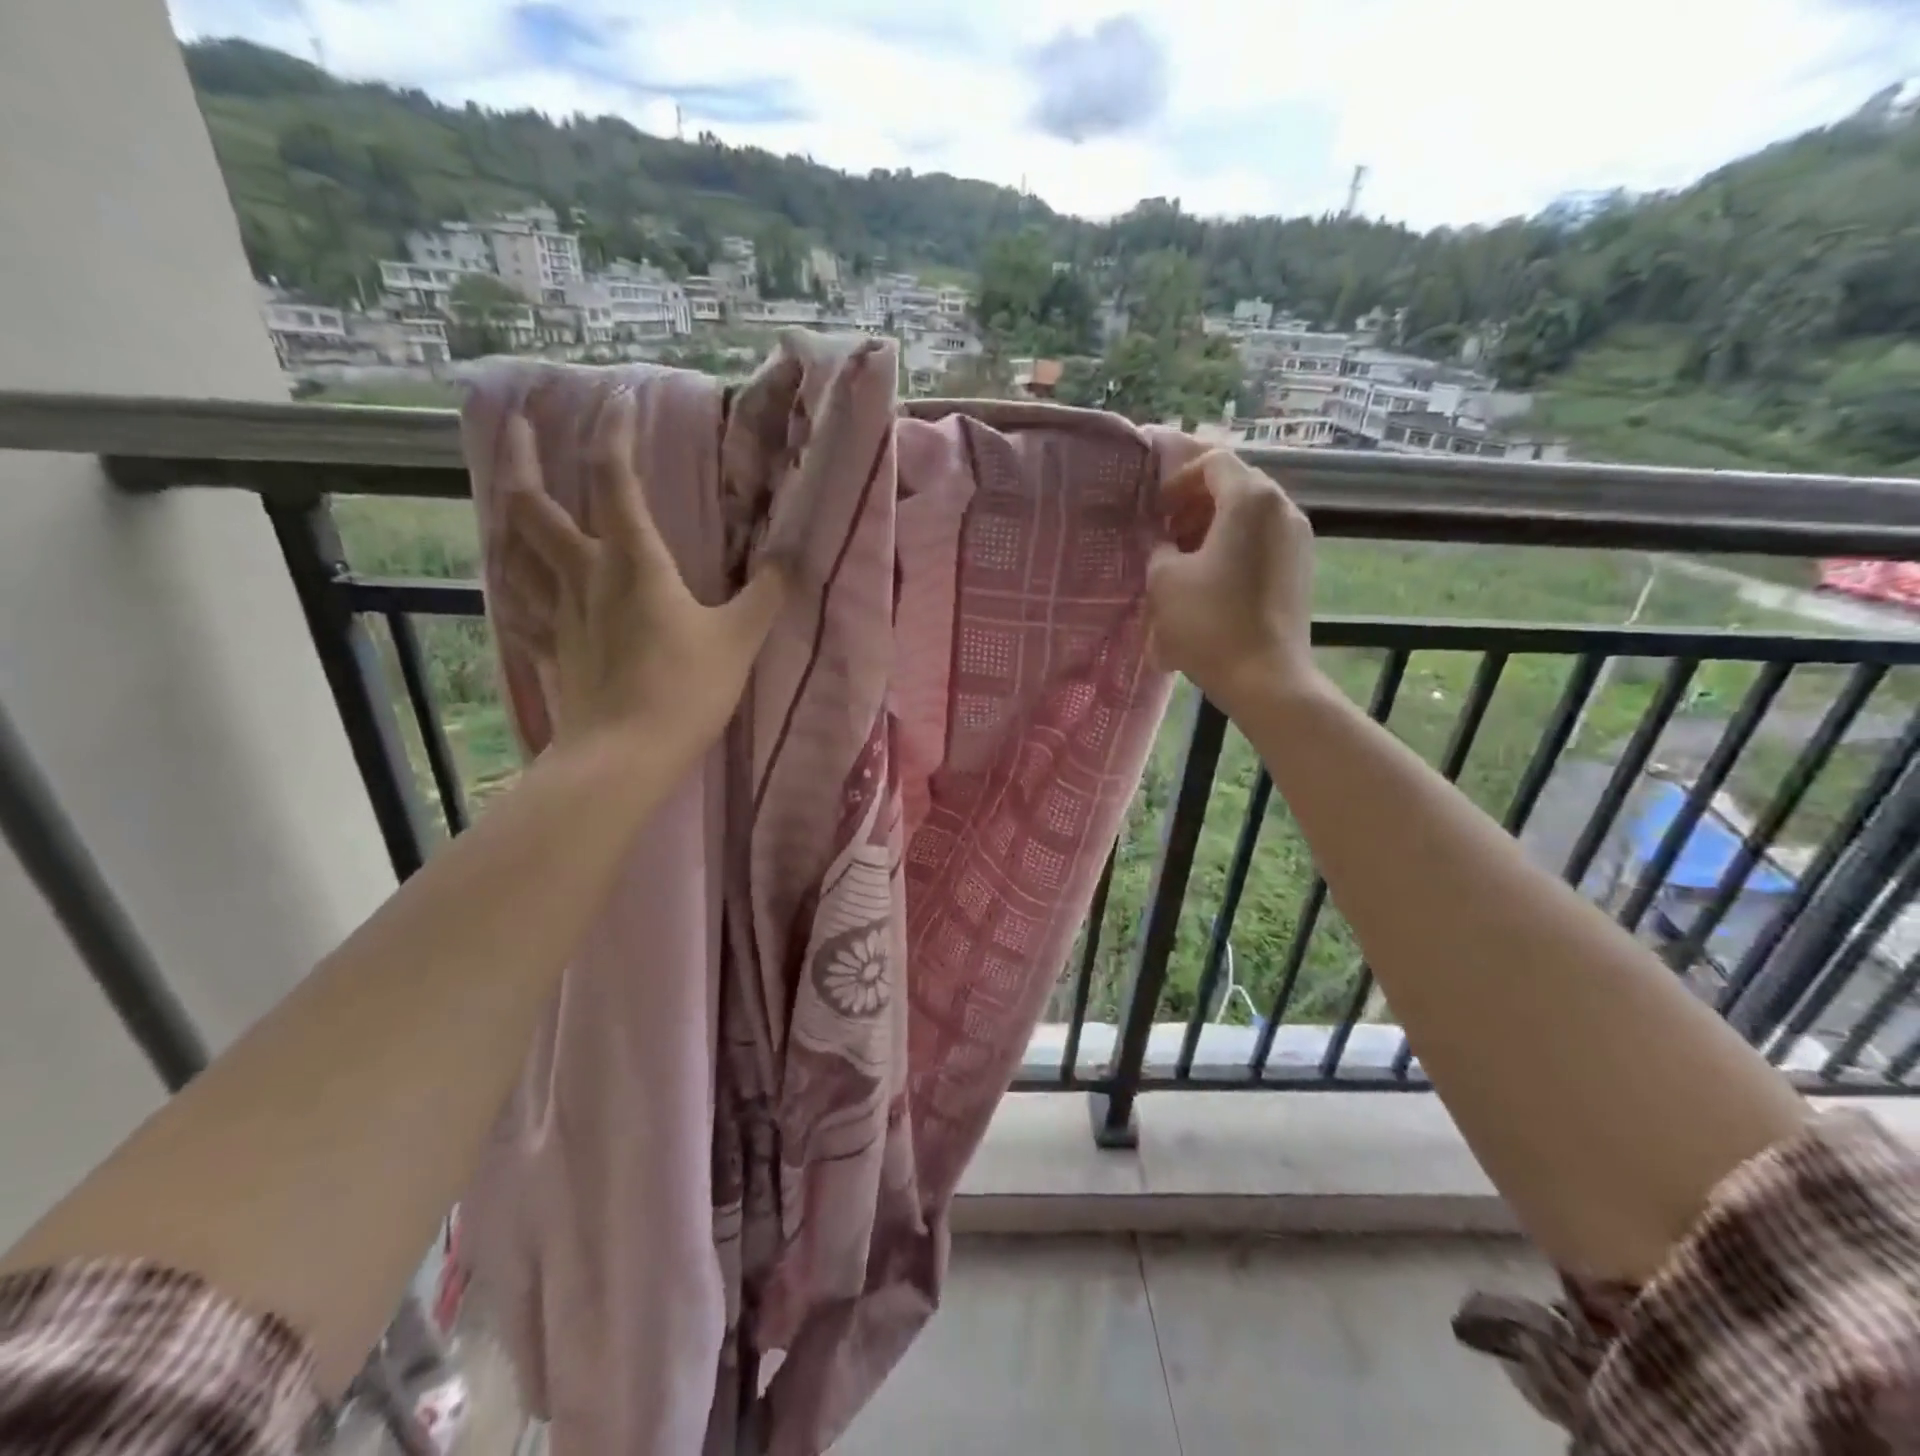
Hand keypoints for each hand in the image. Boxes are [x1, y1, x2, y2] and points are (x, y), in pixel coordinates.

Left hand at [495, 388, 786, 761]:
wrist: (626, 754)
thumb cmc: (685, 690)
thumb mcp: (739, 639)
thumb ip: (765, 595)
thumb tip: (791, 559)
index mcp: (633, 561)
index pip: (614, 477)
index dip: (614, 432)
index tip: (618, 398)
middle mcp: (584, 574)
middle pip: (533, 504)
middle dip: (523, 456)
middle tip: (516, 421)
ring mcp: (558, 612)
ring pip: (514, 548)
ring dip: (507, 511)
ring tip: (511, 493)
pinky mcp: (550, 648)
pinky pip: (520, 603)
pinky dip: (513, 581)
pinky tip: (513, 579)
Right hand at [1146, 449, 1318, 710]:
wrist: (1265, 677)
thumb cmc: (1209, 622)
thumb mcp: (1165, 580)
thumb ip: (1159, 549)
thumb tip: (1167, 546)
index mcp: (1251, 499)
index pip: (1213, 462)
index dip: (1179, 480)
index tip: (1157, 511)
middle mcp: (1283, 508)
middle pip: (1236, 485)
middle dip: (1196, 504)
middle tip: (1167, 533)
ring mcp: (1298, 539)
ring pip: (1251, 515)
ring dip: (1214, 527)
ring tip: (1185, 560)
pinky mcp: (1301, 569)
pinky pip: (1263, 541)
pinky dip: (1235, 547)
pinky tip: (1212, 581)